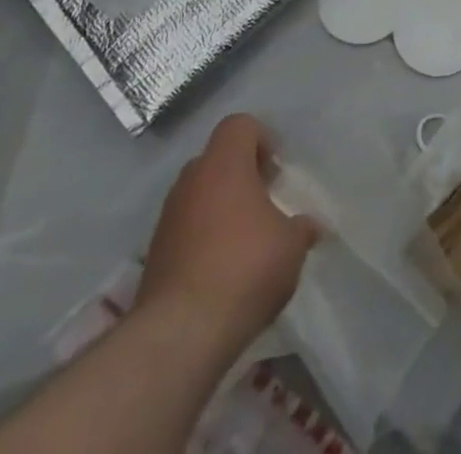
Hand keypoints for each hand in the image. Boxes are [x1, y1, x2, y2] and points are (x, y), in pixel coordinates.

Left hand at [138, 115, 319, 341]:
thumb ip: (300, 228)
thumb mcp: (292, 245)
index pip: (239, 125)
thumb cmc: (245, 267)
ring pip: (197, 196)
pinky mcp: (153, 257)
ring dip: (219, 208)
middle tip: (263, 202)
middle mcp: (191, 182)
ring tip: (244, 240)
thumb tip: (308, 227)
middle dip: (239, 175)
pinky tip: (222, 270)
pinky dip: (201, 240)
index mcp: (224, 165)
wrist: (179, 334)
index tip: (275, 171)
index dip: (261, 139)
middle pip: (216, 159)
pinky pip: (184, 231)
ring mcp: (167, 220)